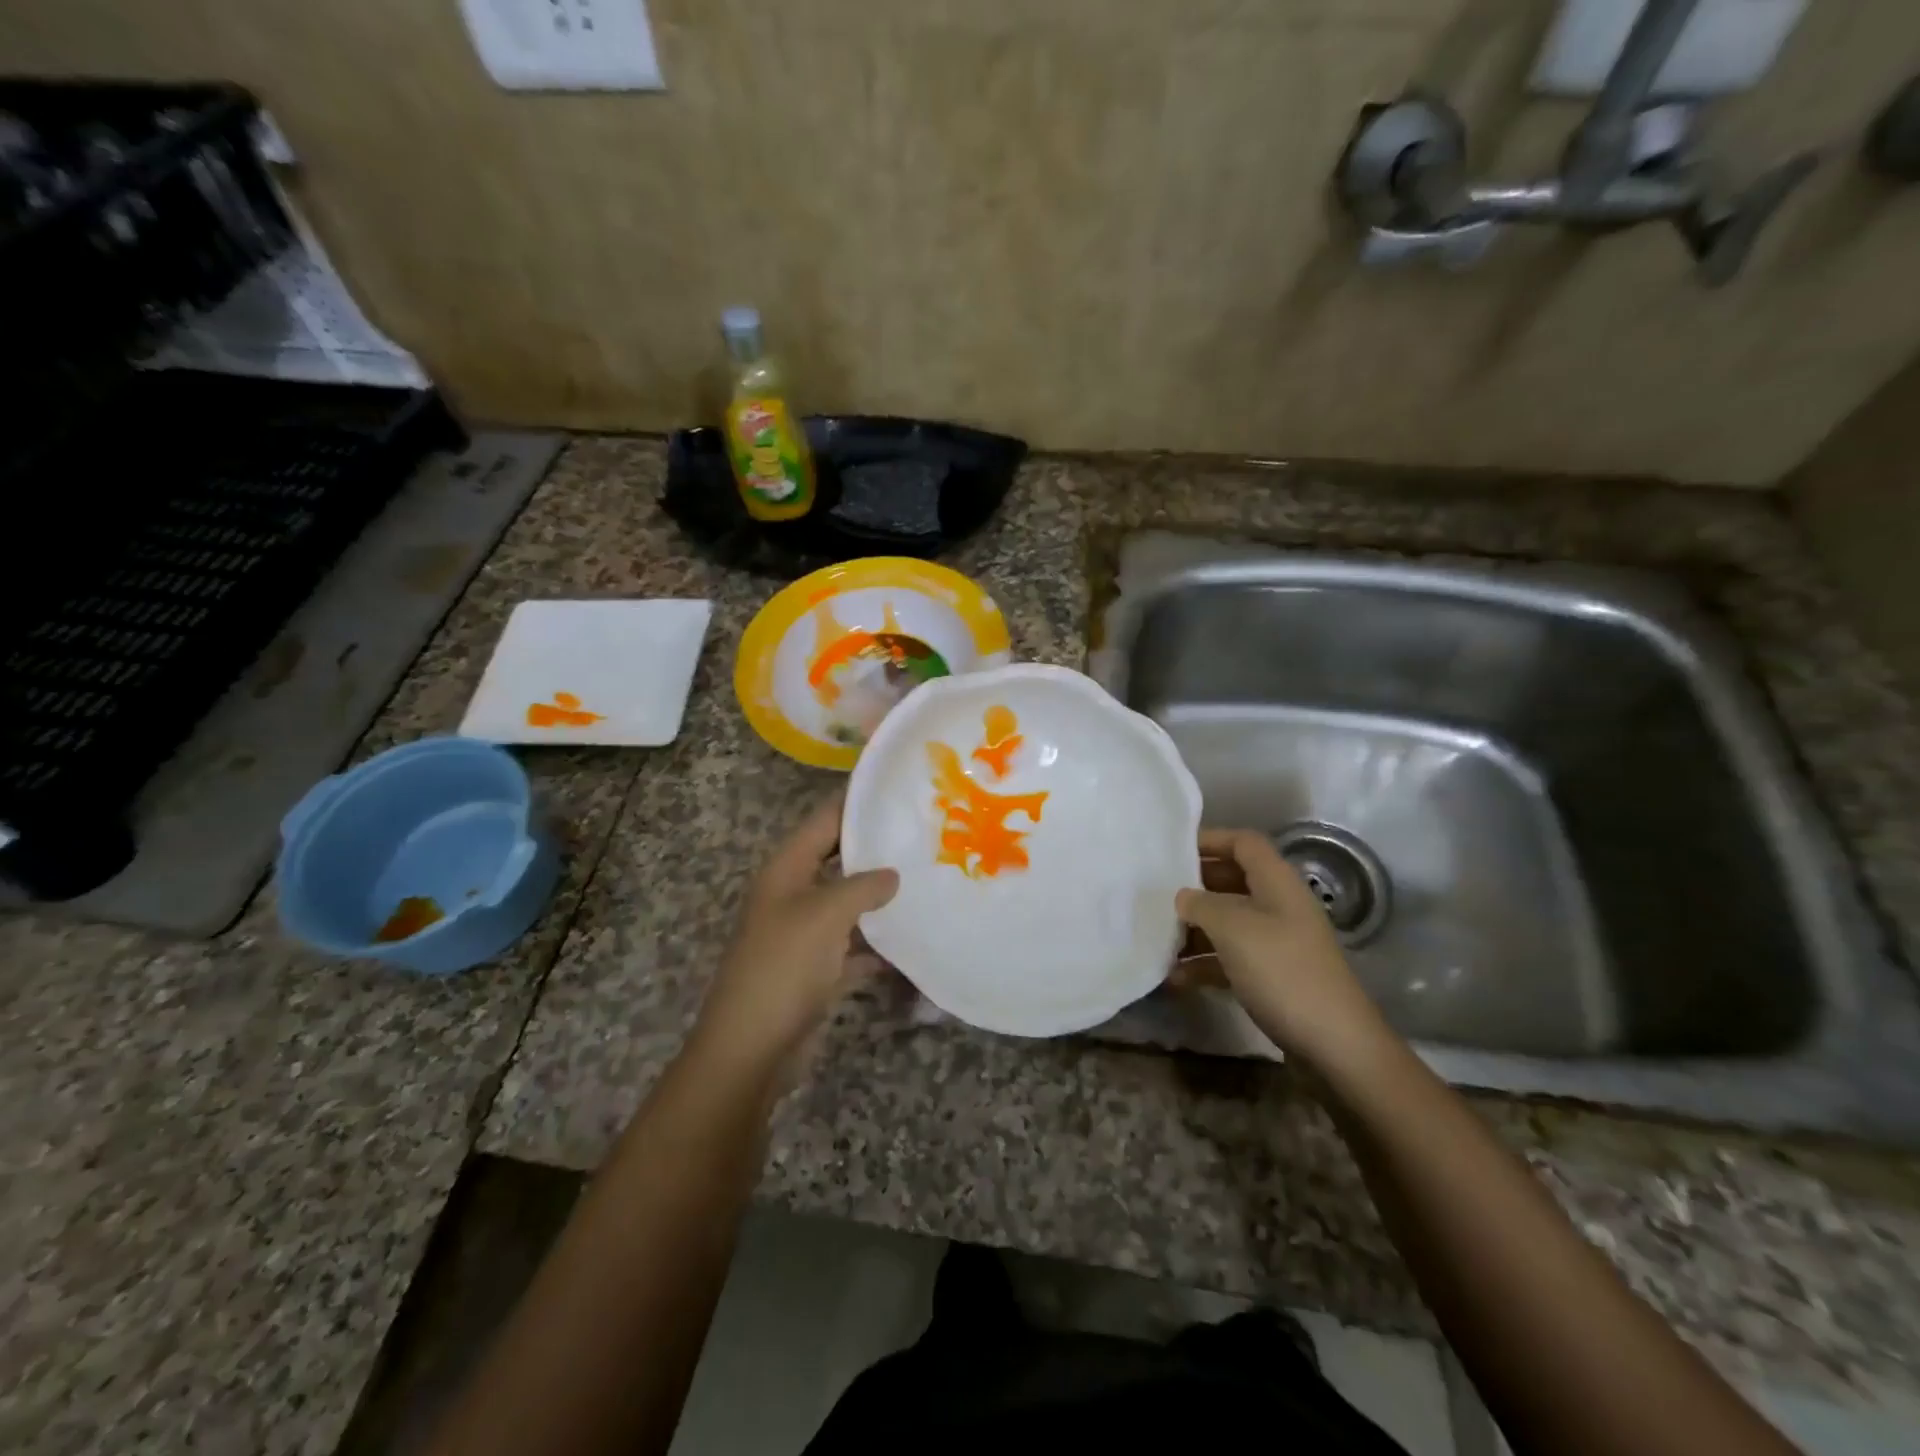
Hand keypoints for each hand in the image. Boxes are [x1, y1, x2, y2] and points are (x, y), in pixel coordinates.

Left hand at [692, 793, 898, 1079]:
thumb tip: (892, 875)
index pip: (824, 821)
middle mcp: (793, 895)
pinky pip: (853, 946)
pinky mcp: (816, 970)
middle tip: (923, 834)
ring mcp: (803, 934)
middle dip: (875, 849)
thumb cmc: (783, 968)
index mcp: (786, 871)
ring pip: (848, 903)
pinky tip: (912, 939)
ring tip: (927, 879)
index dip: (855, 801)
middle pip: (837, 860)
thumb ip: (862, 887)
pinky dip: (878, 944)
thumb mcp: (825, 915)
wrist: (751, 1049)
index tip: (895, 787)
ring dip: (880, 897)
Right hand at [1175, 829, 1390, 1071]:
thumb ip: (1201, 905)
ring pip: (1228, 922)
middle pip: (1232, 881)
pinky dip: (1204, 964)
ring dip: (1194, 929)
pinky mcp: (1272, 976)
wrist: (1335, 1046)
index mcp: (1277, 883)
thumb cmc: (1283, 973)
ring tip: (1157, 939)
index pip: (1243, 843)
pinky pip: (1230, 958)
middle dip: (1194, 886)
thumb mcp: (1234, 930)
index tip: (1171, 851)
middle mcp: (1279, 906)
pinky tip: (1174, 978)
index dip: (1210, 840)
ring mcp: (1277, 943)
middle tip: (1155, 894)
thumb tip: (1183, 897)